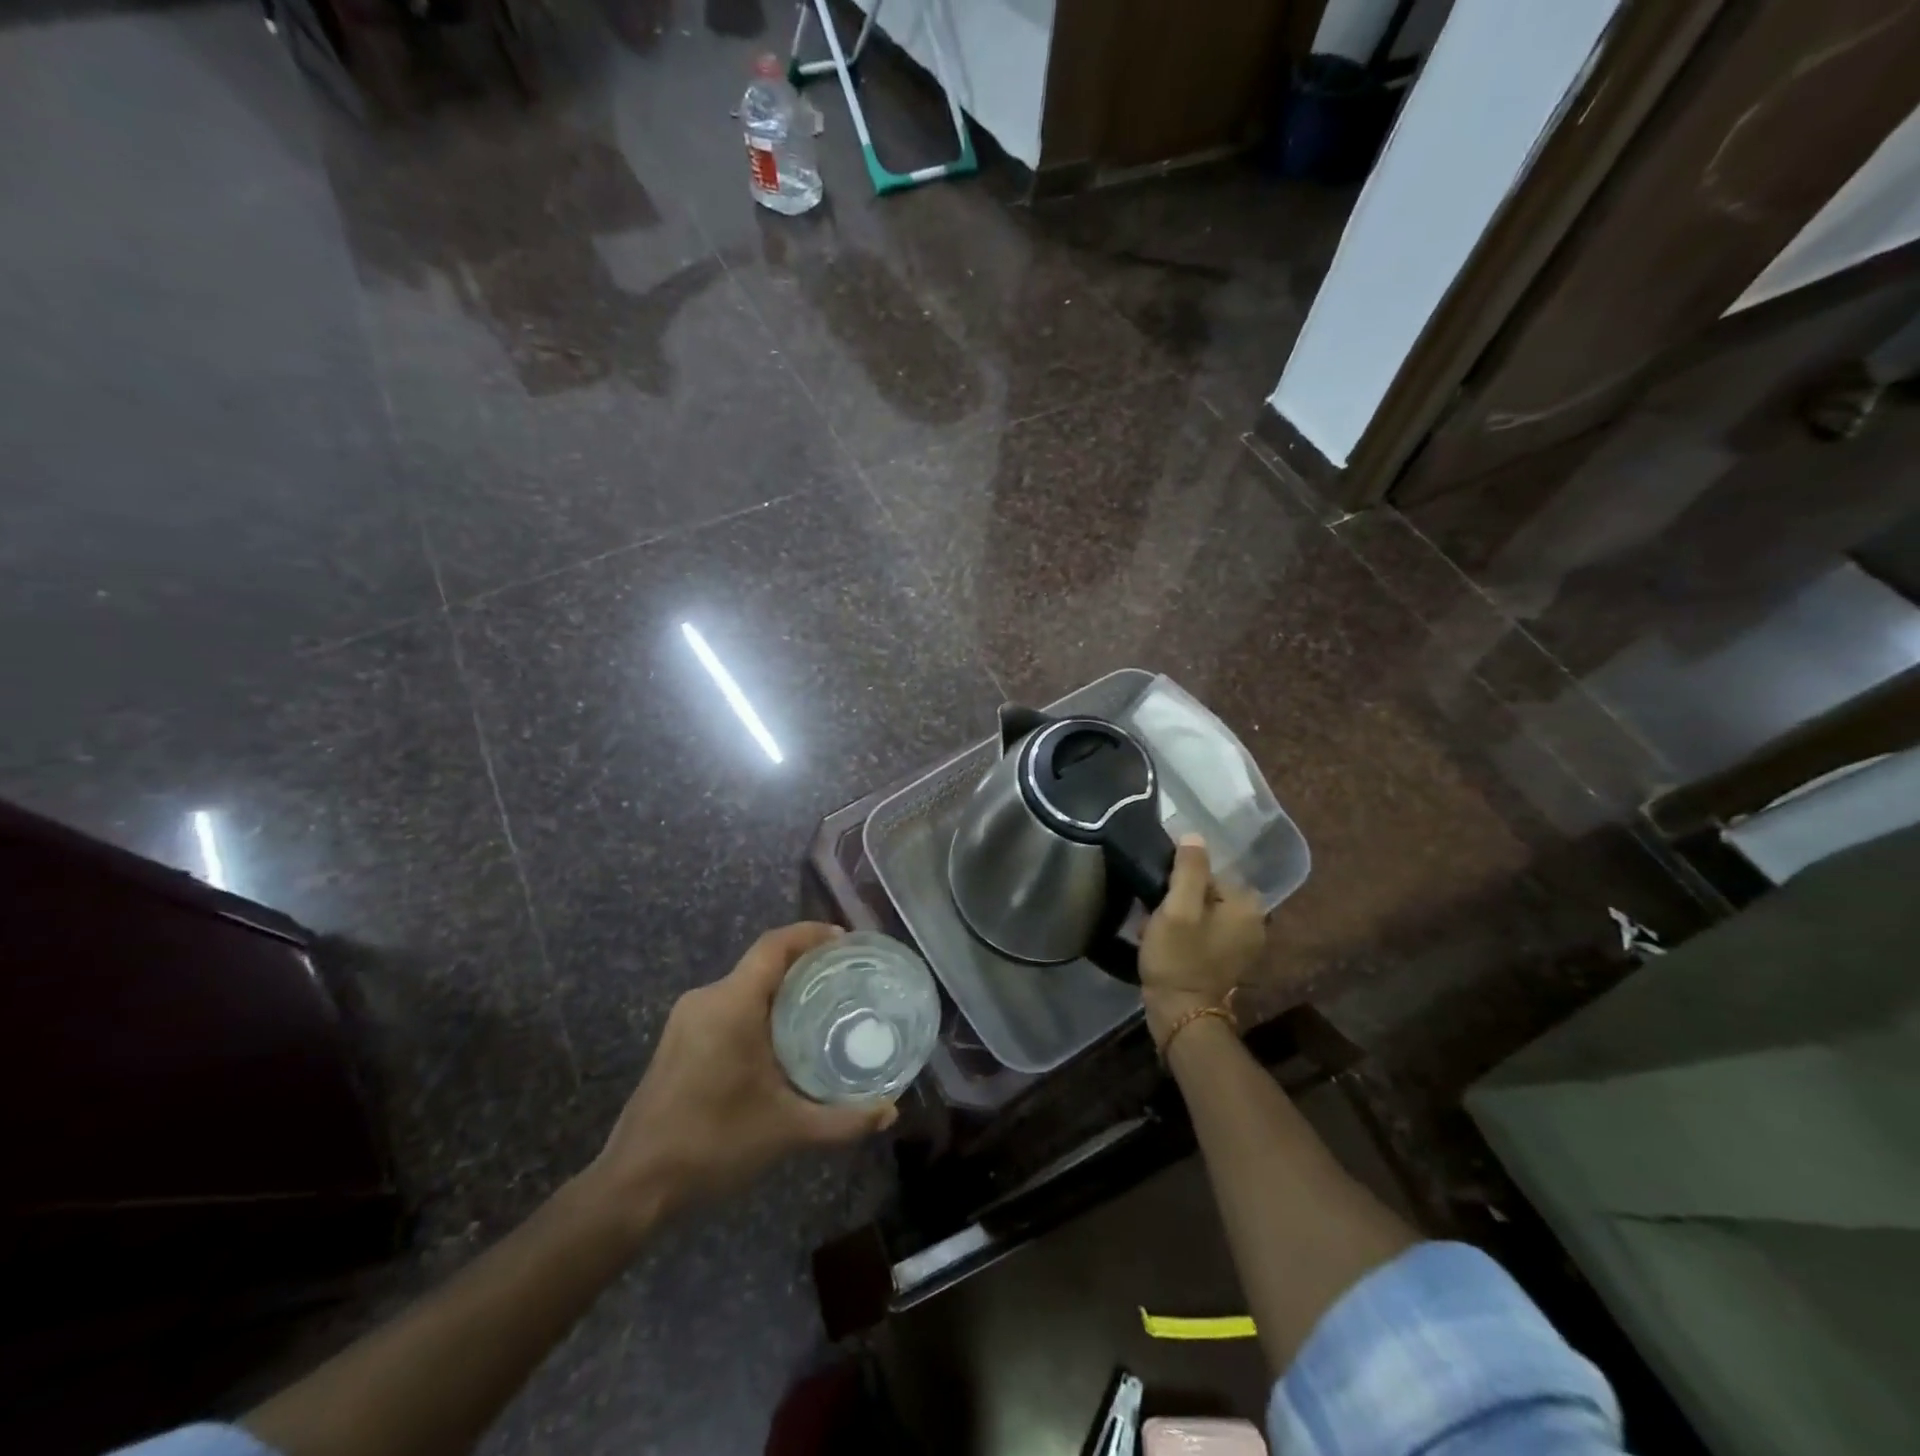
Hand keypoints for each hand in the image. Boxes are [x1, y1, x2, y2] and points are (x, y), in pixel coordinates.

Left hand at [582, 923, 896, 1229]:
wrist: (633, 1186)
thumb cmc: (712, 1144)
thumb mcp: (787, 1131)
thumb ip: (843, 1120)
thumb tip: (890, 1111)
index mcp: (732, 1004)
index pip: (775, 945)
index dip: (811, 934)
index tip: (845, 941)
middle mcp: (707, 998)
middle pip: (762, 962)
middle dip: (804, 964)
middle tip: (844, 979)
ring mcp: (687, 1018)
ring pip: (744, 985)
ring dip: (781, 988)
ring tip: (820, 1007)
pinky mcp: (678, 1039)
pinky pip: (728, 1004)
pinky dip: (759, 1007)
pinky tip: (780, 1039)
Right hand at [1139, 837, 1265, 1049]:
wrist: (1181, 1015)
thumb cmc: (1178, 958)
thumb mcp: (1178, 908)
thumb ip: (1189, 869)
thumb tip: (1194, 836)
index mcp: (1248, 905)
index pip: (1209, 872)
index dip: (1179, 882)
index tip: (1160, 900)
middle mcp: (1254, 921)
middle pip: (1207, 891)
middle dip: (1177, 900)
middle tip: (1156, 918)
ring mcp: (1243, 943)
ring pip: (1202, 911)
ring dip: (1177, 917)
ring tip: (1156, 932)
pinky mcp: (1229, 959)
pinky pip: (1203, 931)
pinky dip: (1184, 934)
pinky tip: (1165, 945)